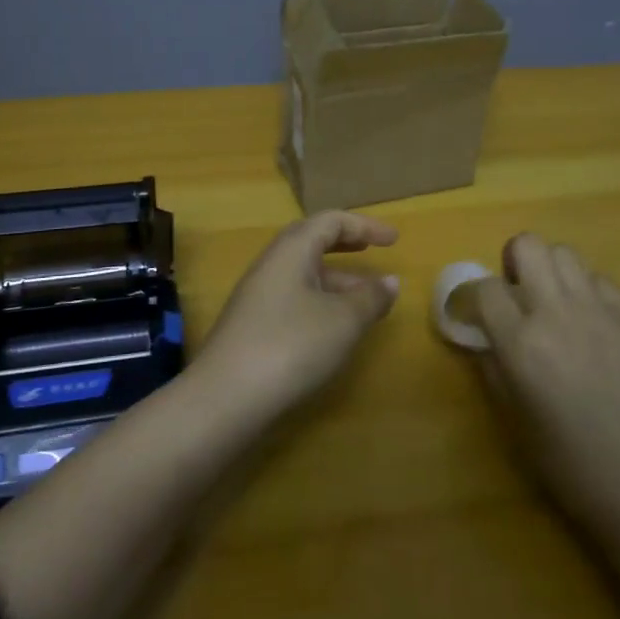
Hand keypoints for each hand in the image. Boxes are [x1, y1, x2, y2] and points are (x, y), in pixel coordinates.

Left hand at [196, 212, 400, 415]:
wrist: (225, 398)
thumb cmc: (291, 345)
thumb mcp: (342, 321)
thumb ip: (370, 298)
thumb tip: (390, 281)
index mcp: (292, 249)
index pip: (331, 221)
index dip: (364, 226)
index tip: (394, 239)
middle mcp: (271, 264)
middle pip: (311, 241)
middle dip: (344, 243)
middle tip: (372, 250)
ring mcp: (258, 295)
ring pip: (302, 272)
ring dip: (336, 278)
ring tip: (366, 299)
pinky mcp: (252, 324)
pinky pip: (294, 297)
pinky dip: (320, 300)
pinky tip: (334, 327)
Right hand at [468, 234, 619, 529]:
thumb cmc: (570, 464)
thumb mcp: (514, 420)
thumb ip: (492, 366)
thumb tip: (483, 335)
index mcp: (522, 344)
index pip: (485, 287)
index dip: (473, 296)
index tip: (473, 312)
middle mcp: (558, 314)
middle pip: (528, 246)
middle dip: (512, 262)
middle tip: (514, 293)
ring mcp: (600, 311)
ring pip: (564, 252)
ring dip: (548, 270)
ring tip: (550, 301)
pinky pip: (599, 278)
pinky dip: (584, 289)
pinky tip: (586, 320)